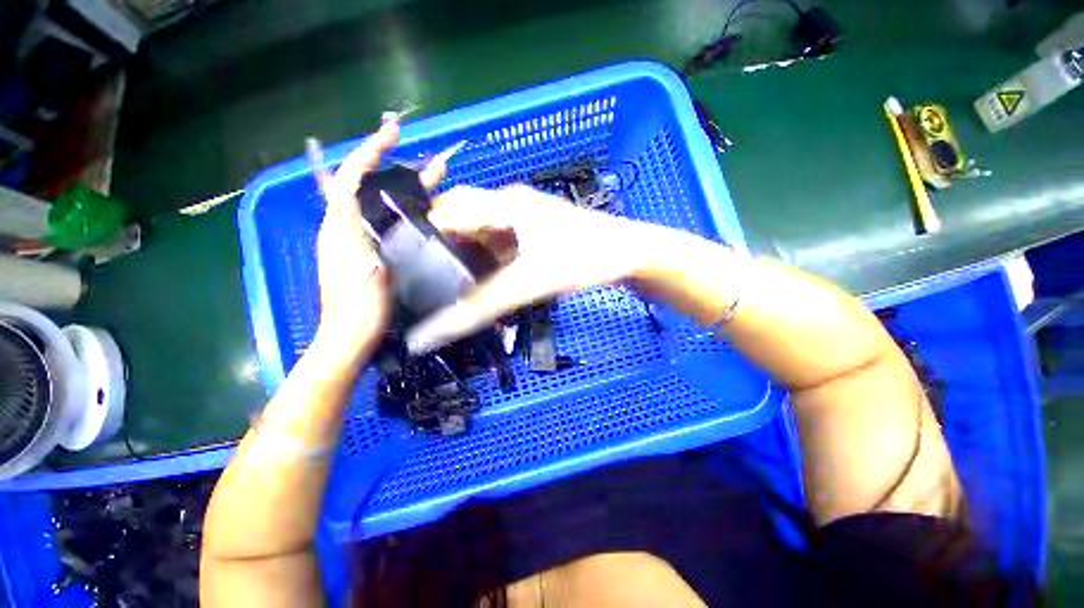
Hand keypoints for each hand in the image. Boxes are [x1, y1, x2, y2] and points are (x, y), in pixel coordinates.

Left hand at [311, 120, 447, 359]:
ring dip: (408, 188)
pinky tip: (427, 211)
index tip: (394, 133)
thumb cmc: (358, 306)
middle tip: (431, 161)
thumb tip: (348, 187)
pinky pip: (390, 221)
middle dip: (397, 167)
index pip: (351, 176)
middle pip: (370, 186)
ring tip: (437, 179)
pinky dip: (408, 210)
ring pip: (383, 204)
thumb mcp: (359, 265)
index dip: (371, 151)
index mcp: (340, 226)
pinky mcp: (372, 252)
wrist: (351, 335)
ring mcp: (360, 239)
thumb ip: (350, 227)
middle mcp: (346, 226)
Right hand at [406, 185, 658, 352]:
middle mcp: (508, 206)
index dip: (419, 236)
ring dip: (463, 257)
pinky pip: (498, 246)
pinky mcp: (533, 235)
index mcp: (504, 205)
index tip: (401, 266)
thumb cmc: (585, 260)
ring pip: (479, 234)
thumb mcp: (531, 283)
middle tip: (419, 277)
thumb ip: (482, 307)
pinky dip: (485, 263)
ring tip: (442, 284)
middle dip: (439, 247)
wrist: (629, 255)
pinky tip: (479, 282)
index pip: (446, 211)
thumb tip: (430, 334)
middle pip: (460, 220)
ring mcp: (523, 220)